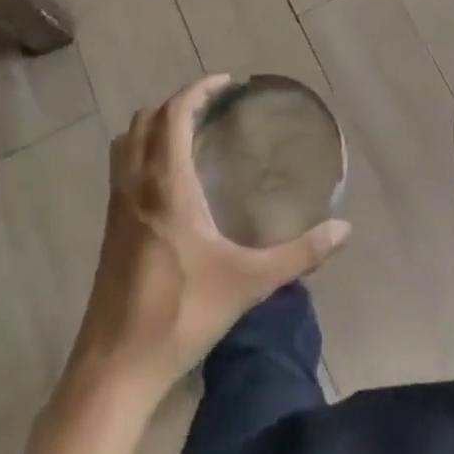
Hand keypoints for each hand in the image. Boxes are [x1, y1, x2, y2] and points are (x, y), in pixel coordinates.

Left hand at [70, 76, 350, 396]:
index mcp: (167, 188)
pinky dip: (142, 152)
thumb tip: (345, 230)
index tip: (226, 83)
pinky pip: (121, 169)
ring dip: (153, 126)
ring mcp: (117, 208)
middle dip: (176, 103)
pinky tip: (171, 182)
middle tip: (212, 107)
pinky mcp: (109, 230)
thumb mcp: (249, 283)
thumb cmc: (181, 315)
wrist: (115, 369)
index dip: (197, 91)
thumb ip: (300, 254)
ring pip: (126, 143)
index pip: (173, 116)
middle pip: (144, 121)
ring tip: (189, 134)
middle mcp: (136, 187)